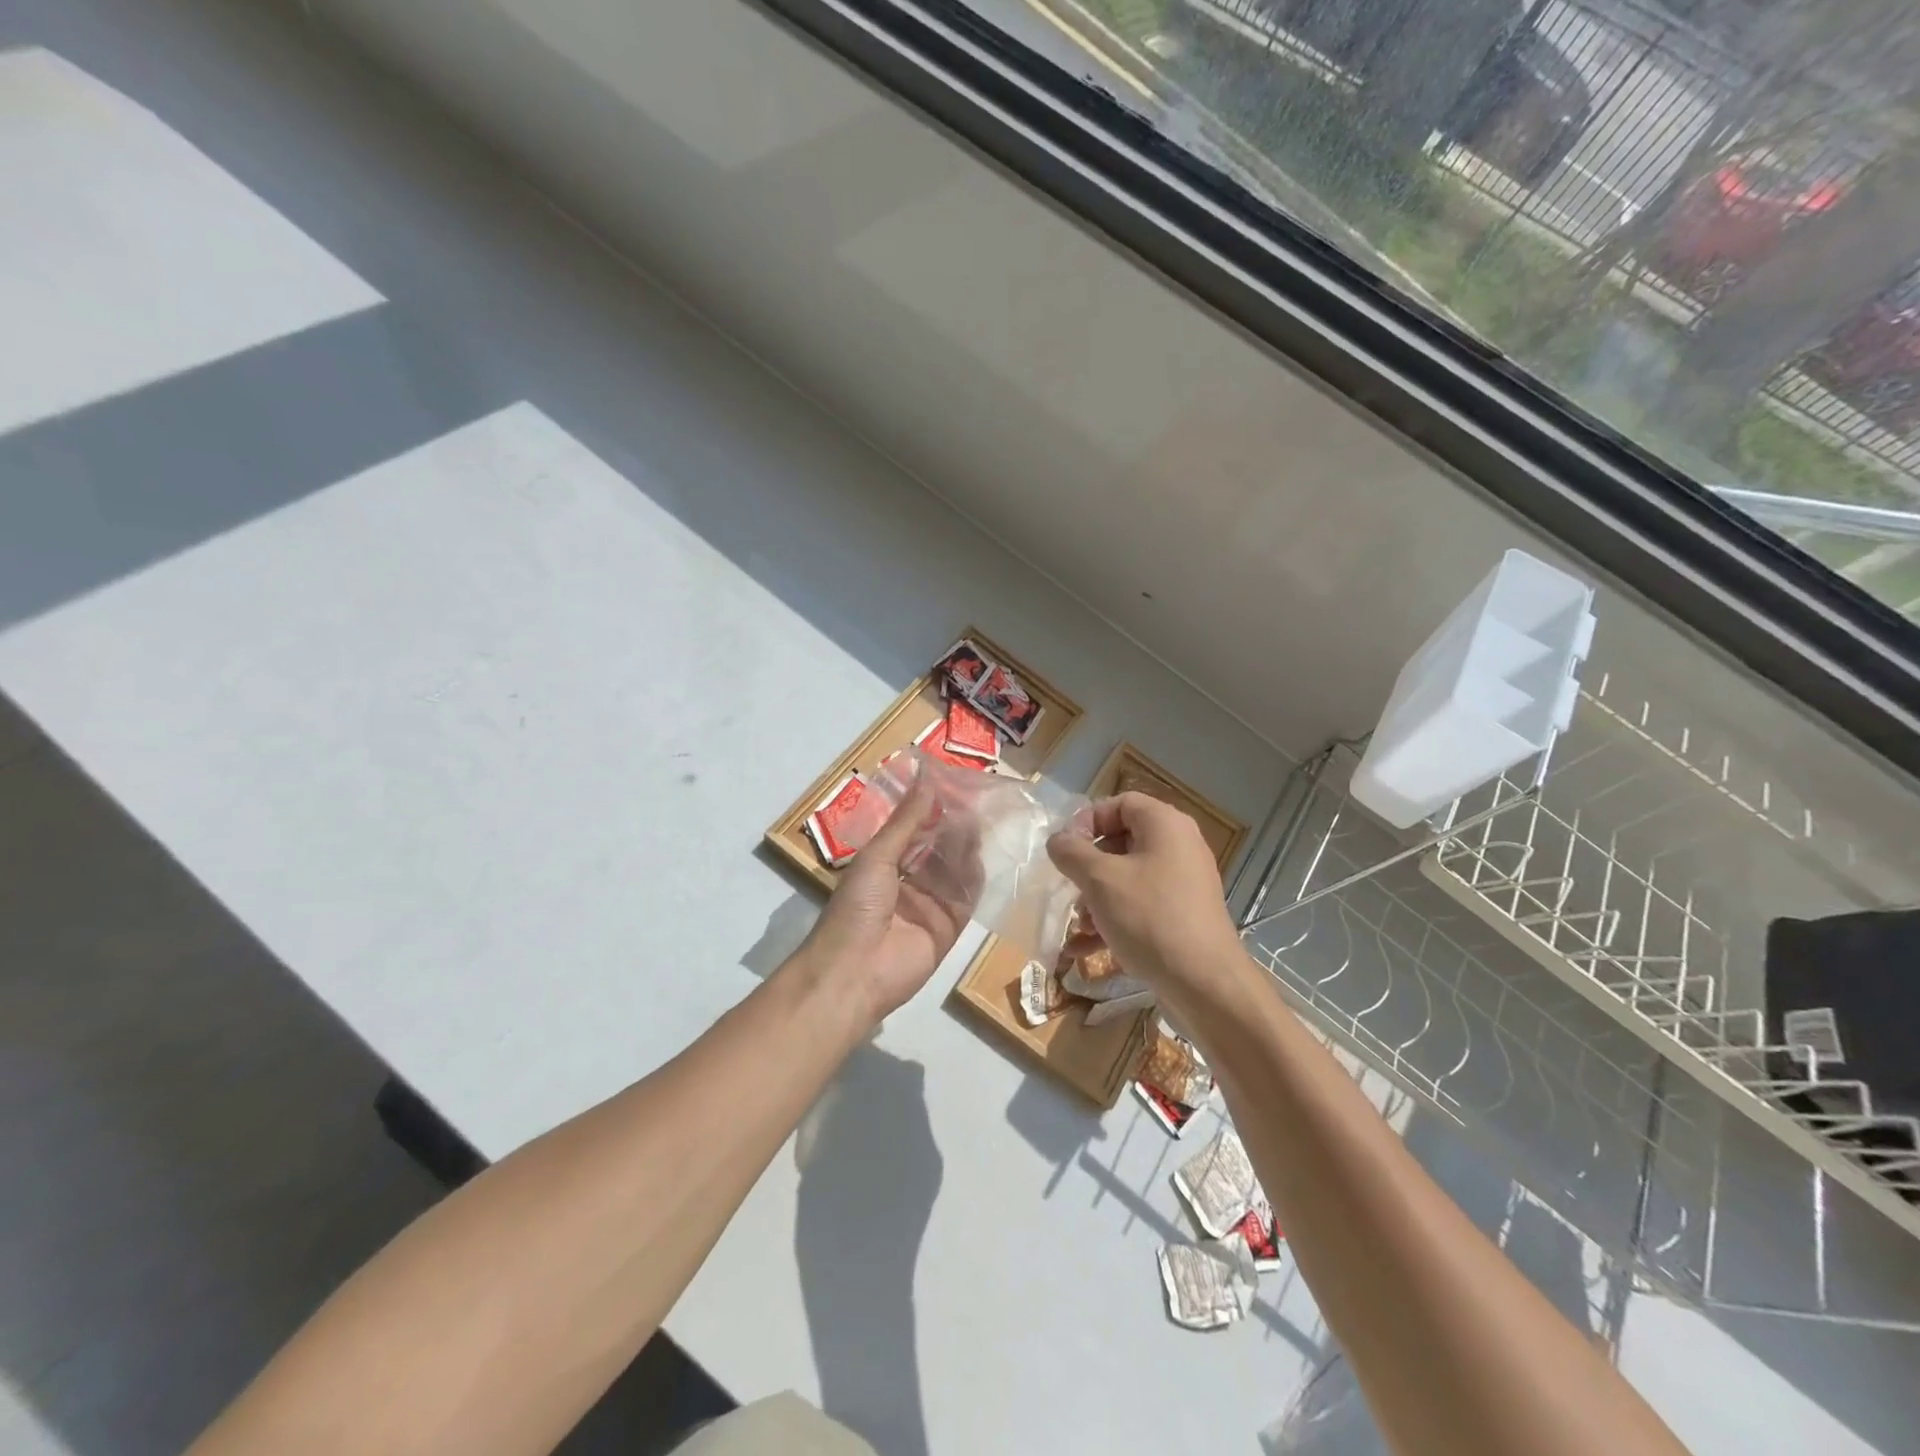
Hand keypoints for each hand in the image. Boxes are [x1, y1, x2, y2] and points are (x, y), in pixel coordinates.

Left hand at [796, 777, 975, 1024]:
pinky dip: (974, 877)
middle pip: (937, 849)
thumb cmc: (856, 907)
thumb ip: (906, 820)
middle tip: (975, 799)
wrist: (855, 972)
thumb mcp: (877, 856)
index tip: (951, 784)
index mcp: (883, 865)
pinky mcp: (949, 927)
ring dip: (964, 847)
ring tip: (980, 820)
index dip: (930, 809)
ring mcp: (930, 905)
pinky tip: (982, 855)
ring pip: (954, 870)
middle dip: (952, 826)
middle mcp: (908, 882)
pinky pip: (966, 898)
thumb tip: (926, 779)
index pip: (913, 831)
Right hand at [1047, 793, 1246, 1017]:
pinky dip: (1113, 920)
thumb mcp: (1100, 880)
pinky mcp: (1183, 916)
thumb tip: (1058, 840)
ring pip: (1128, 878)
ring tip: (1079, 926)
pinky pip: (1141, 906)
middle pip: (1122, 841)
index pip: (1120, 803)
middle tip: (1070, 887)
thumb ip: (1071, 852)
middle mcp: (1179, 847)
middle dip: (1088, 867)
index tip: (1066, 848)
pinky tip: (1084, 949)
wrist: (1205, 984)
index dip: (1087, 820)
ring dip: (1096, 898)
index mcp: (1165, 825)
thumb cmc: (1150, 918)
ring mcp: (1184, 883)